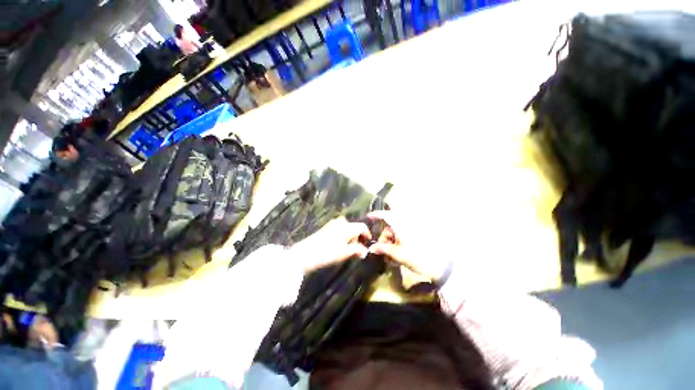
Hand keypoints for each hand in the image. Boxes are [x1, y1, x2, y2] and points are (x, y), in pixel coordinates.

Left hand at [289, 217, 371, 273]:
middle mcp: (341, 221)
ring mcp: (332, 223)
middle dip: (358, 236)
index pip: (362, 226)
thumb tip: (365, 251)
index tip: (368, 243)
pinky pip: (339, 228)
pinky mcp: (326, 227)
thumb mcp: (345, 253)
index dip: (367, 234)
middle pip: (354, 226)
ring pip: (346, 227)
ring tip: (348, 248)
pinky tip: (339, 244)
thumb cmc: (328, 252)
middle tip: (357, 248)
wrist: (306, 253)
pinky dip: (343, 235)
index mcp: (347, 226)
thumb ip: (357, 250)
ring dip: (350, 236)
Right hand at [367, 211, 449, 282]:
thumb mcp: (398, 254)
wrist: (439, 266)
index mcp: (401, 226)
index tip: (368, 217)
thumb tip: (371, 248)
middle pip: (389, 228)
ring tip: (389, 257)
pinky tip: (395, 256)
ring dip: (389, 244)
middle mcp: (405, 227)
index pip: (387, 216)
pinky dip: (396, 245)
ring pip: (394, 235)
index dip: (377, 214)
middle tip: (381, 251)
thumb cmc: (417, 257)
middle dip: (383, 239)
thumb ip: (383, 249)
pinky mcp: (413, 239)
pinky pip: (400, 239)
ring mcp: (410, 233)